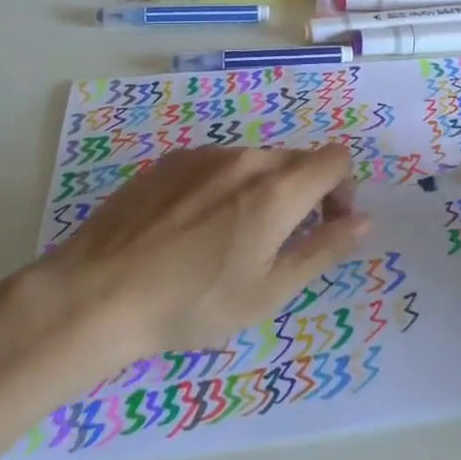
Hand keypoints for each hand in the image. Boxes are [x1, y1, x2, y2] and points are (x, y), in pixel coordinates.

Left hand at [32, 145, 370, 362]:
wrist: (96, 294)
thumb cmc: (192, 304)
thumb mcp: (268, 292)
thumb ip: (323, 249)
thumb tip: (364, 220)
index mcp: (276, 190)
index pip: (336, 158)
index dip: (344, 188)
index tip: (325, 225)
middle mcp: (246, 159)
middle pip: (297, 159)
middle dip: (305, 192)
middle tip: (280, 241)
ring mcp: (204, 155)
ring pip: (256, 161)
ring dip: (263, 190)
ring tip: (229, 239)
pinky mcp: (171, 160)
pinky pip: (217, 164)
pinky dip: (225, 187)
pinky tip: (193, 228)